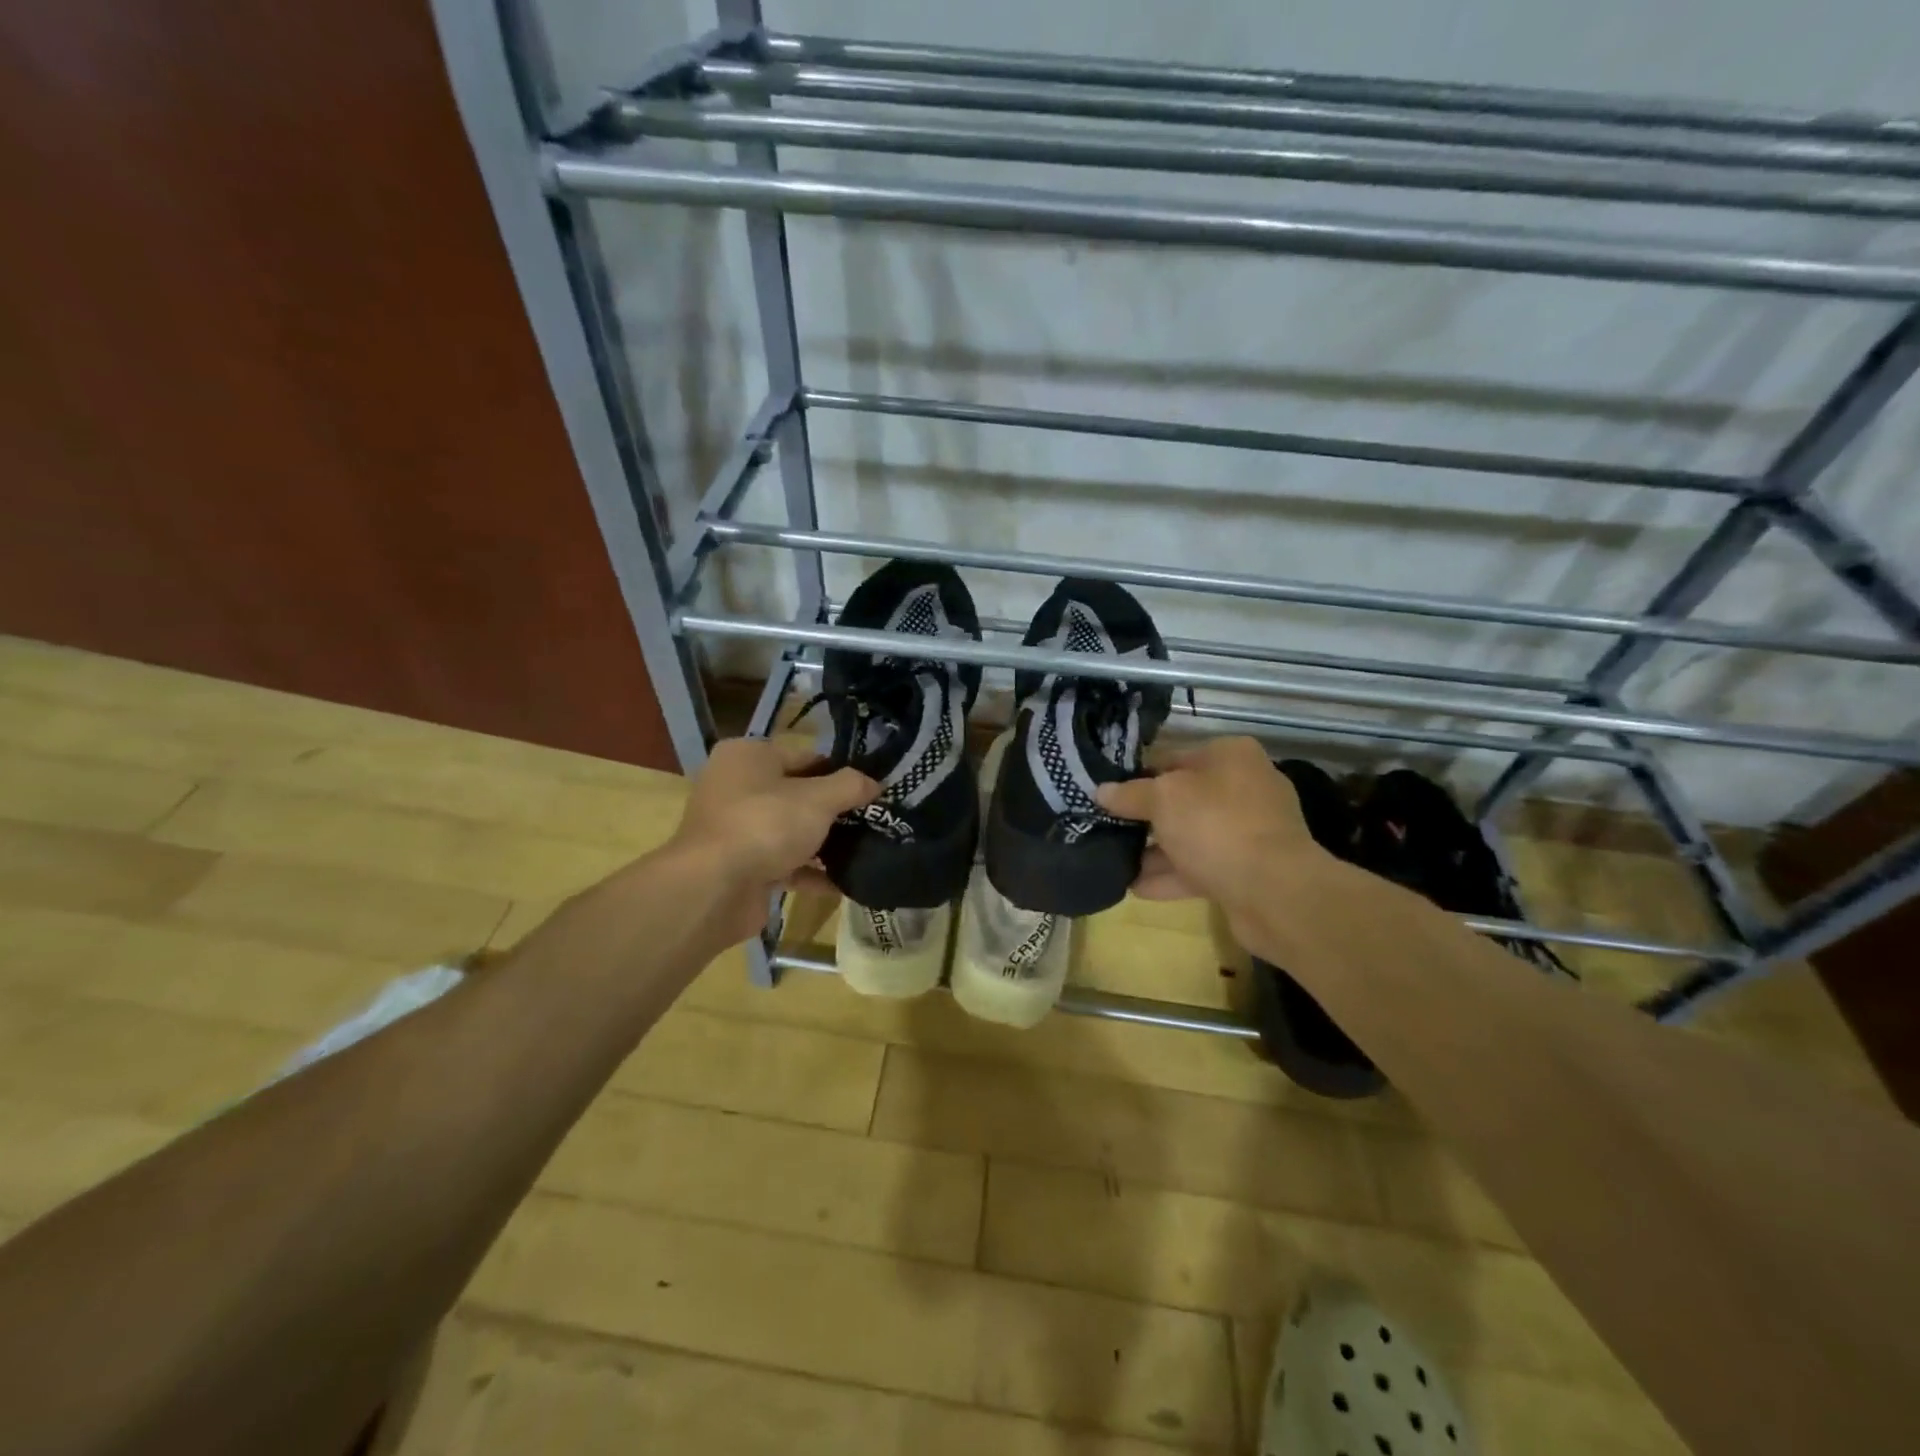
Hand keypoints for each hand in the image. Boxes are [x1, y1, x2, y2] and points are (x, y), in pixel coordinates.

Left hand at [665, 736, 875, 943]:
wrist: (714, 889)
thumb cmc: (765, 825)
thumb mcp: (818, 798)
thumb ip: (850, 786)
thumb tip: (876, 783)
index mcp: (748, 756)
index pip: (805, 756)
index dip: (840, 772)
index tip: (871, 790)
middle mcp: (736, 787)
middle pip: (798, 794)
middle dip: (834, 810)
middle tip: (873, 820)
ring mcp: (736, 829)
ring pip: (790, 830)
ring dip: (824, 843)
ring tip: (866, 850)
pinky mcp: (740, 866)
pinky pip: (784, 864)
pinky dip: (810, 872)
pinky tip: (844, 882)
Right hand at [1095, 736, 1340, 943]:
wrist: (1274, 892)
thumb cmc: (1216, 825)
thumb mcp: (1163, 799)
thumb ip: (1130, 794)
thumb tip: (1102, 791)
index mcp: (1230, 756)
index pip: (1171, 757)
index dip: (1136, 775)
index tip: (1106, 793)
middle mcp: (1244, 787)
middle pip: (1182, 799)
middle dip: (1145, 817)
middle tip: (1106, 828)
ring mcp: (1249, 831)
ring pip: (1191, 836)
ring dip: (1155, 850)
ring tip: (1114, 861)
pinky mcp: (1248, 870)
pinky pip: (1201, 867)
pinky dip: (1170, 876)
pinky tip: (1135, 887)